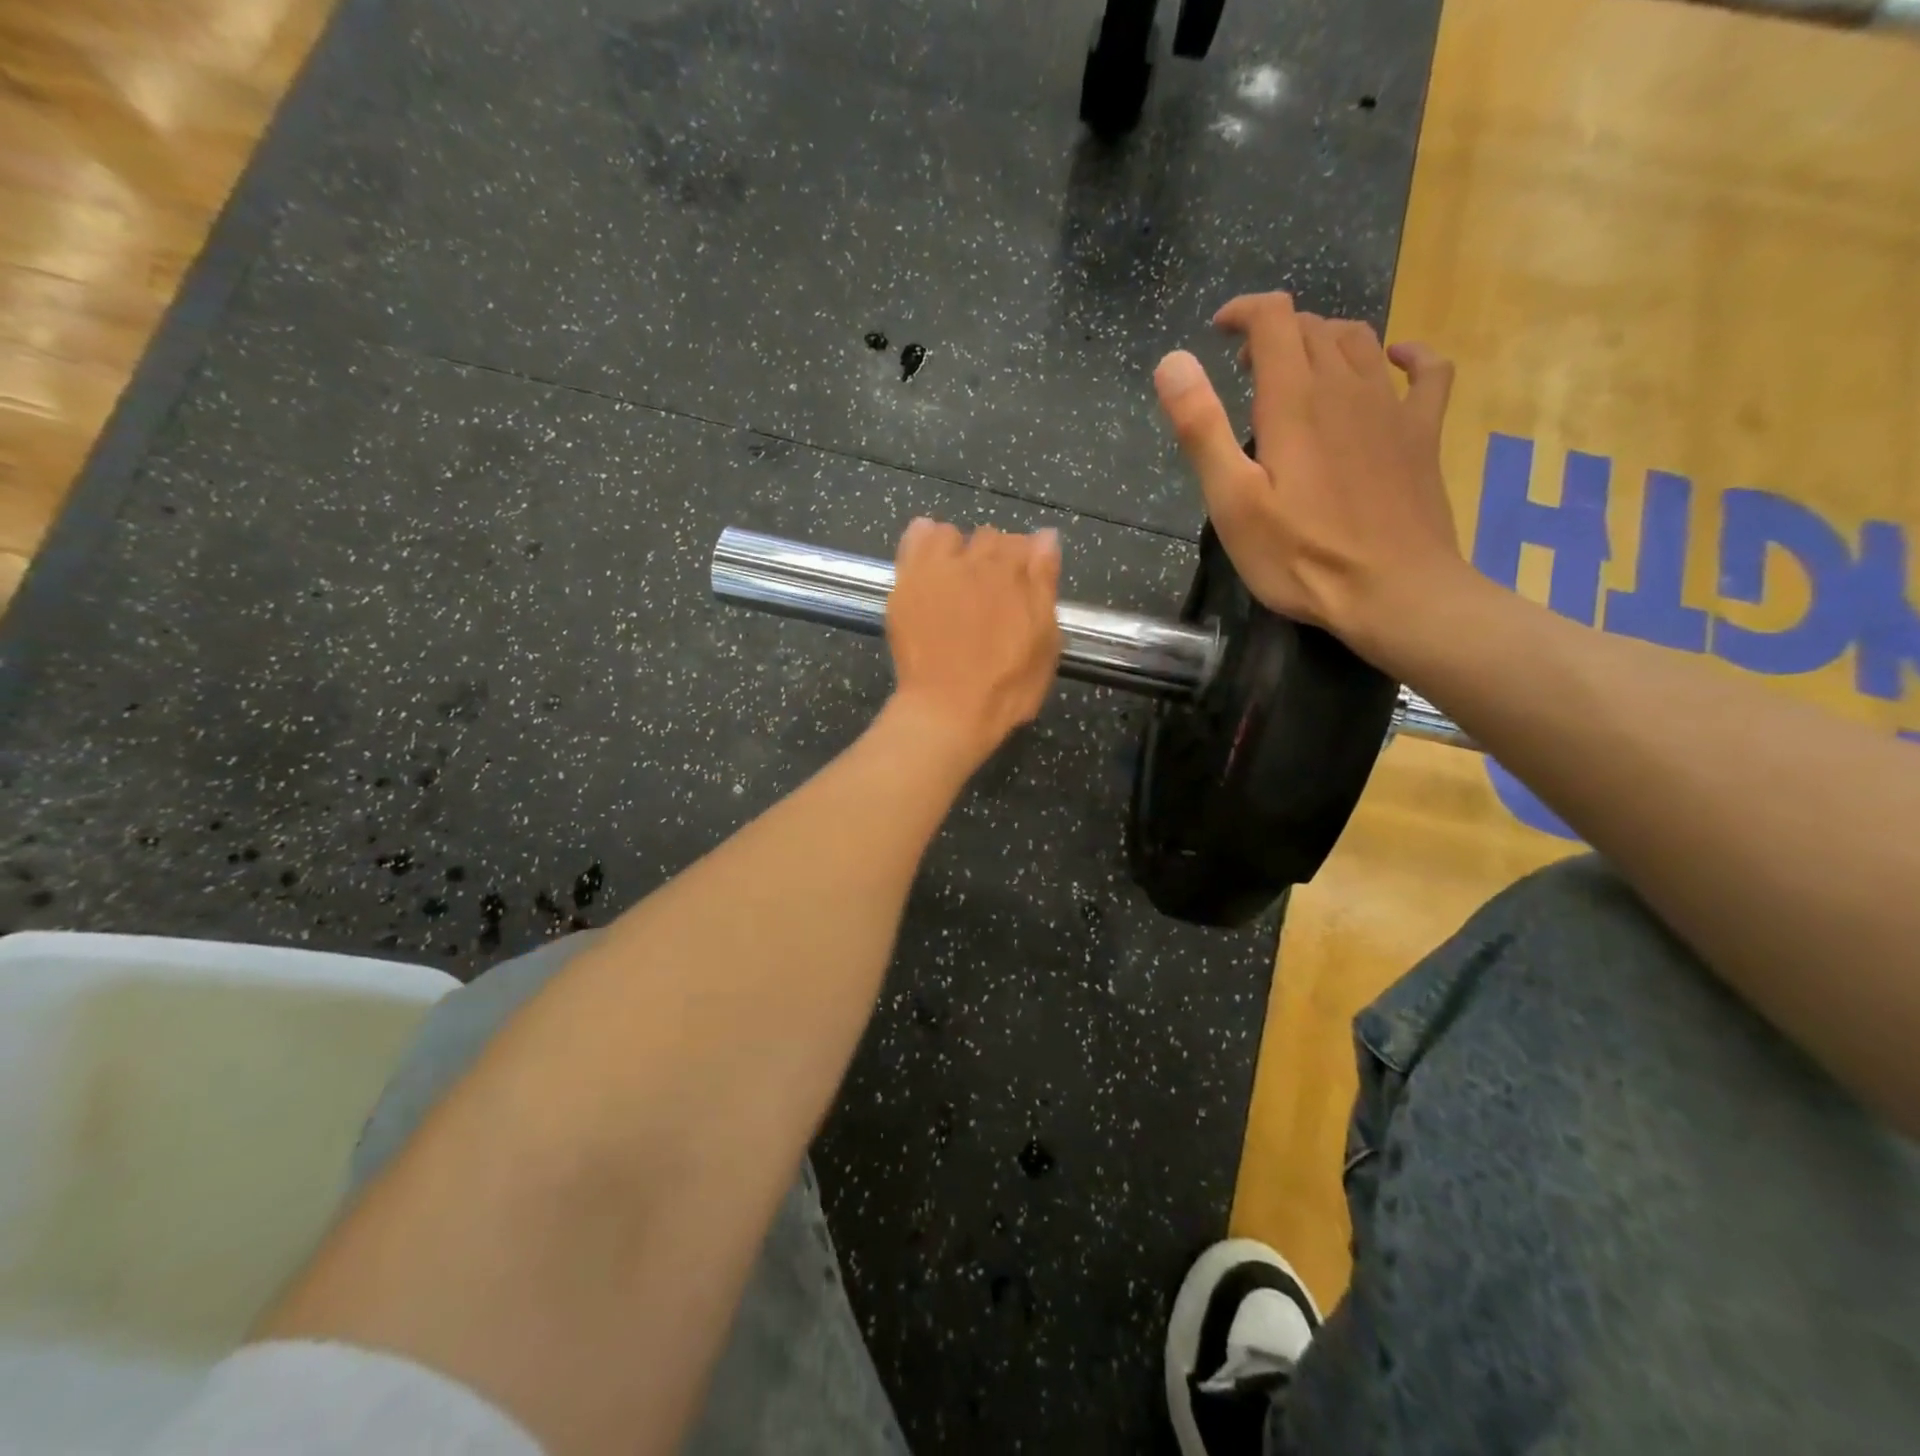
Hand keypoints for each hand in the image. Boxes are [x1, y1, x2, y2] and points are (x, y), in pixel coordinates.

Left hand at [884, 519, 1061, 766]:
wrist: (948, 709)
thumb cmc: (1006, 687)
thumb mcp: (1045, 643)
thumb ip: (1045, 585)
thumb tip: (1046, 537)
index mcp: (1015, 575)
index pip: (1026, 544)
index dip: (1027, 564)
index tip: (1024, 587)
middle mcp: (976, 561)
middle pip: (989, 538)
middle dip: (994, 557)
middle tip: (991, 592)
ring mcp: (937, 570)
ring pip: (950, 534)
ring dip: (957, 548)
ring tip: (956, 578)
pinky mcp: (906, 583)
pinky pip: (914, 539)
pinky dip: (923, 540)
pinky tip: (929, 563)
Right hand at [1152, 291, 1464, 661]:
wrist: (1394, 592)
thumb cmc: (1300, 556)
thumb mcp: (1232, 501)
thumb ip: (1201, 428)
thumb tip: (1173, 361)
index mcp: (1295, 400)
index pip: (1273, 320)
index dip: (1243, 312)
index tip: (1218, 331)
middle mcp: (1347, 387)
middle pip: (1314, 328)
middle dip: (1274, 334)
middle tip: (1245, 371)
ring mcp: (1392, 408)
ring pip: (1361, 342)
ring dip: (1324, 340)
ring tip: (1298, 370)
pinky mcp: (1423, 435)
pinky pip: (1427, 372)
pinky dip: (1408, 354)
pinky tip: (1395, 359)